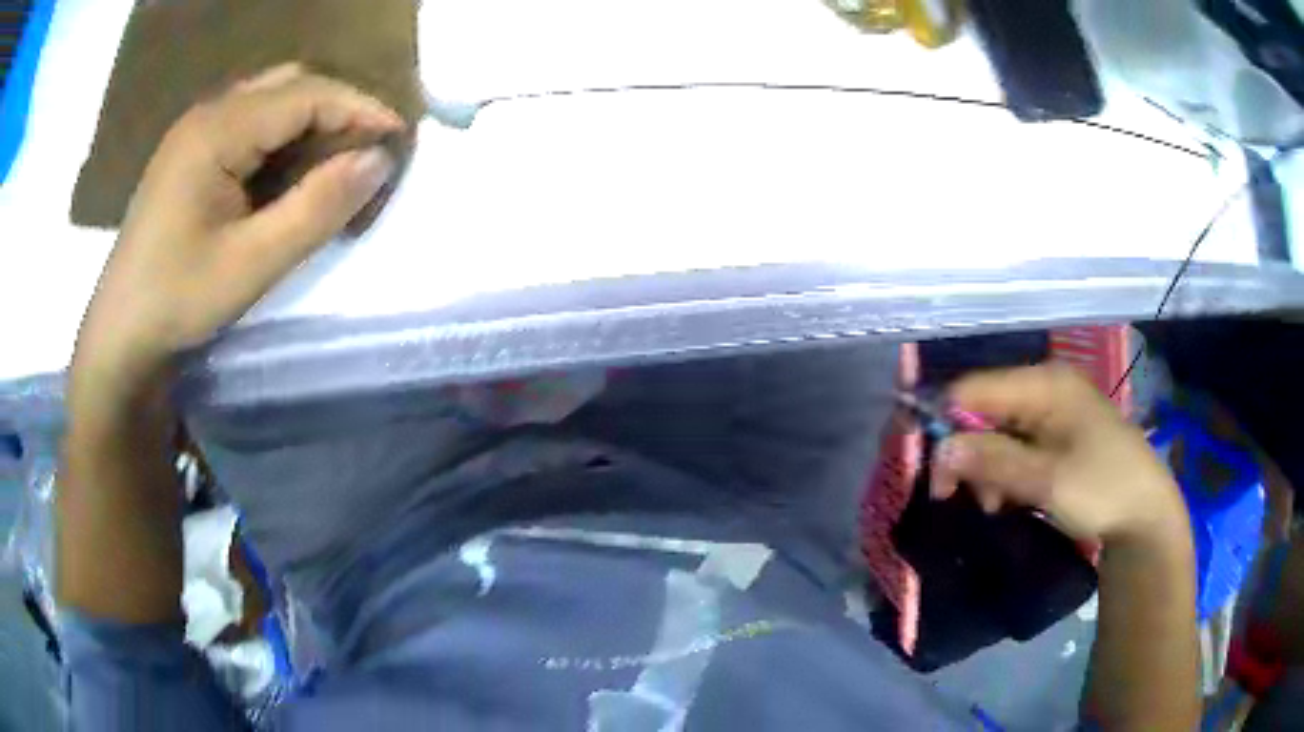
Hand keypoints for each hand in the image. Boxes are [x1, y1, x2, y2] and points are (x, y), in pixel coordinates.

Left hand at [72, 64, 404, 389]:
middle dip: (336, 108)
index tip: (398, 139)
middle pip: (289, 84)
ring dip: (309, 122)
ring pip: (270, 100)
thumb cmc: (178, 299)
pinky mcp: (189, 152)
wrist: (120, 332)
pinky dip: (280, 138)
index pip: (306, 94)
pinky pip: (248, 123)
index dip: (359, 108)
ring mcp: (195, 130)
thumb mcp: (253, 263)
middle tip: (365, 150)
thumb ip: (317, 208)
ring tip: (332, 163)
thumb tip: (380, 161)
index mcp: (218, 130)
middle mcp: (207, 114)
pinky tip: (285, 173)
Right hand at [929, 363, 1188, 546]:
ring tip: (993, 504)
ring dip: (986, 468)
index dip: (944, 425)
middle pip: (983, 410)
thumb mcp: (1046, 480)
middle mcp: (1045, 388)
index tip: (933, 474)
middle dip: (968, 454)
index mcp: (1044, 384)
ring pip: (997, 432)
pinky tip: (1008, 497)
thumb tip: (938, 447)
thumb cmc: (1101, 489)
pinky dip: (1004, 472)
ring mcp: (1053, 411)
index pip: (973, 389)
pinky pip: (1016, 445)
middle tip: (958, 496)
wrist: (1145, 514)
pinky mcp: (1058, 434)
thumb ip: (992, 461)